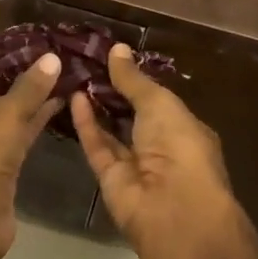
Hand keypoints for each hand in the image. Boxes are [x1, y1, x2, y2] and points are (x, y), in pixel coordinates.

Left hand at [0, 53, 62, 258]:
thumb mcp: (4, 113)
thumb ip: (29, 87)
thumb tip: (52, 57)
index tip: (18, 60)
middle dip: (14, 89)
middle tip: (46, 71)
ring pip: (3, 125)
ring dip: (27, 109)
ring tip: (59, 87)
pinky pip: (14, 146)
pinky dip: (31, 131)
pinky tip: (55, 115)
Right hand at [70, 45, 242, 253]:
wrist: (173, 210)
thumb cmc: (179, 146)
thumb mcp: (159, 103)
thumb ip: (134, 79)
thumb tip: (117, 48)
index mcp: (185, 129)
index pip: (159, 101)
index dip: (137, 81)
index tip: (113, 58)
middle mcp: (162, 148)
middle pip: (134, 116)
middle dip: (114, 92)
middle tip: (87, 62)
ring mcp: (135, 166)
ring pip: (113, 131)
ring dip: (97, 106)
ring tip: (75, 75)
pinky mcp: (110, 179)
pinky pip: (97, 146)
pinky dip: (86, 123)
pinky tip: (73, 97)